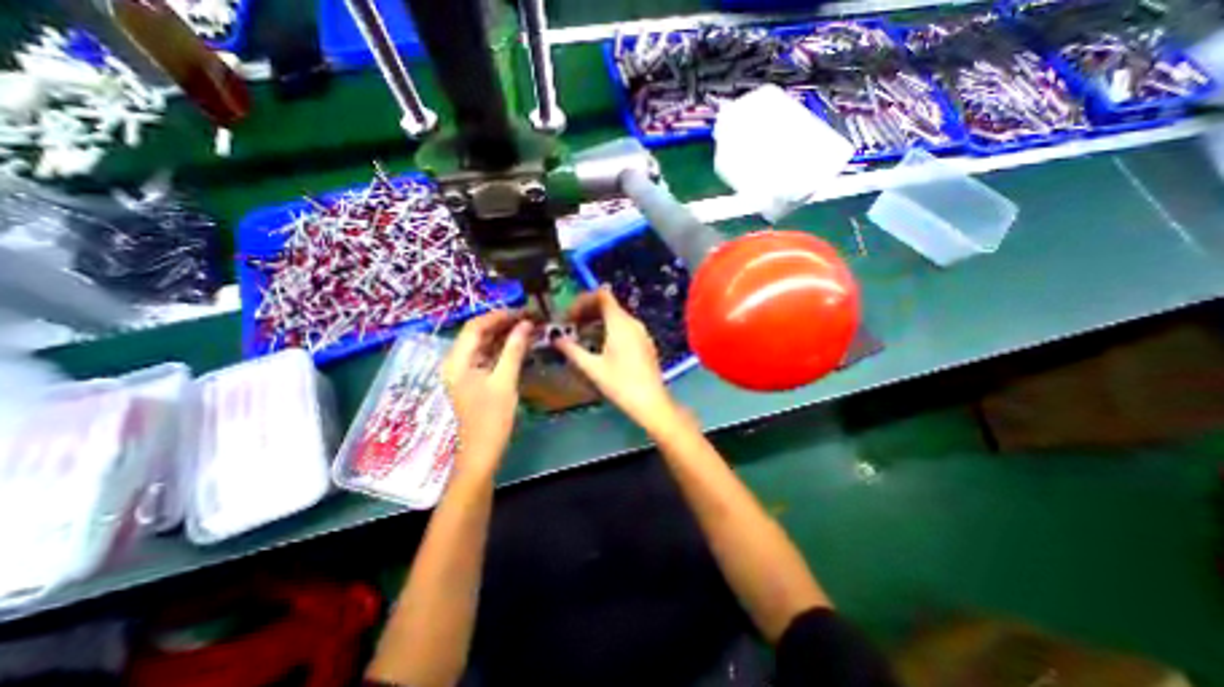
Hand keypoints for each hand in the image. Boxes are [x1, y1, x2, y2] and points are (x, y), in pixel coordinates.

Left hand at [442, 310, 534, 477]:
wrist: (482, 451)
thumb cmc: (491, 418)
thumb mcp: (505, 381)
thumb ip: (513, 350)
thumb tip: (525, 324)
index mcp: (458, 361)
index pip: (475, 326)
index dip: (499, 315)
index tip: (523, 311)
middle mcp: (457, 361)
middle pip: (479, 333)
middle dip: (503, 323)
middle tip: (529, 318)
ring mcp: (465, 370)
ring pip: (484, 343)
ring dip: (505, 334)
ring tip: (528, 327)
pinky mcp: (474, 378)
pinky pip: (488, 355)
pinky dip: (503, 348)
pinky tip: (520, 344)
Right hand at [554, 288, 678, 433]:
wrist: (651, 402)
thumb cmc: (620, 384)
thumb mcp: (592, 368)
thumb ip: (572, 350)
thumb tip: (556, 339)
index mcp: (620, 323)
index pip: (602, 295)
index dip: (583, 300)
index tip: (569, 315)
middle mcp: (633, 322)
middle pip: (608, 305)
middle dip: (587, 311)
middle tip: (570, 325)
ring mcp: (641, 332)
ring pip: (616, 317)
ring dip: (597, 321)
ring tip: (581, 336)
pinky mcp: (644, 343)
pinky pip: (624, 327)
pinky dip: (609, 329)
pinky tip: (599, 346)